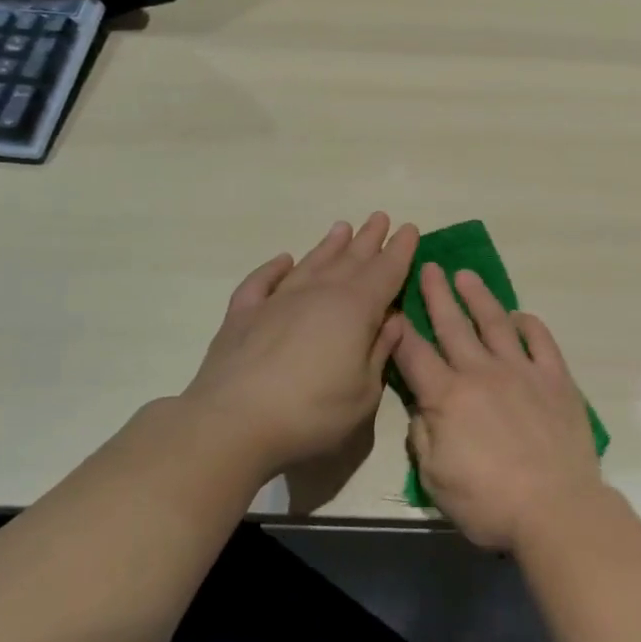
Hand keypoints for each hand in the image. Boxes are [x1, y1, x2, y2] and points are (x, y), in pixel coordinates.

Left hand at [177, 214, 417, 484]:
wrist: (231, 424)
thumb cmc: (312, 413)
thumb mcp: (365, 392)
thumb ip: (380, 351)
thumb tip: (392, 321)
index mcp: (355, 310)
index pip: (385, 272)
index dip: (400, 251)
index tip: (409, 228)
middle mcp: (318, 294)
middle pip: (350, 260)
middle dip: (368, 239)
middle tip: (380, 217)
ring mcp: (277, 302)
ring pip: (310, 264)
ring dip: (328, 246)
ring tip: (342, 227)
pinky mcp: (242, 316)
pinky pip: (261, 282)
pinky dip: (274, 269)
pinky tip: (283, 260)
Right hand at [391, 264, 603, 552]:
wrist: (555, 507)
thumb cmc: (488, 502)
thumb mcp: (435, 479)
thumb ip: (423, 436)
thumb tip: (424, 406)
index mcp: (447, 396)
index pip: (414, 354)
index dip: (399, 328)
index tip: (391, 305)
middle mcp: (482, 372)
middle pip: (453, 326)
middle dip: (437, 294)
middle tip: (428, 266)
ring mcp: (522, 371)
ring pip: (495, 323)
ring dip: (478, 297)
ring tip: (466, 275)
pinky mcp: (555, 378)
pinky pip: (540, 340)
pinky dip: (528, 324)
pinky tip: (519, 315)